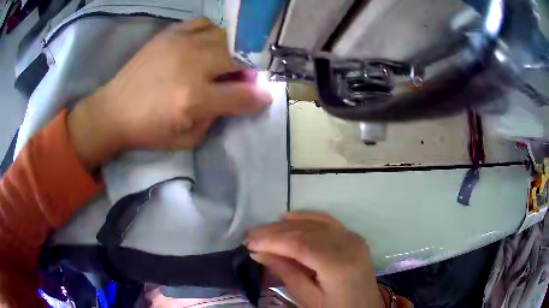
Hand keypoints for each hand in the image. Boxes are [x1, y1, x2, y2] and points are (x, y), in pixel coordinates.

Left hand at [68, 18, 271, 169]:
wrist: (113, 110)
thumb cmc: (147, 131)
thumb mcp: (186, 139)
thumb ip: (215, 118)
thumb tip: (233, 98)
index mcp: (193, 99)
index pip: (241, 95)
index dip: (259, 97)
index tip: (265, 96)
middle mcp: (191, 66)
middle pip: (237, 58)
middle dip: (247, 70)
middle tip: (240, 79)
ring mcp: (180, 44)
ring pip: (224, 37)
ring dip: (232, 51)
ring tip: (224, 61)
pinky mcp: (169, 34)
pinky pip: (204, 23)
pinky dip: (213, 33)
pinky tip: (208, 44)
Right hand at [247, 212, 383, 307]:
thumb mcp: (308, 298)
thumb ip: (286, 273)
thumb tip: (259, 252)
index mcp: (339, 266)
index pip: (301, 245)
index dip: (273, 241)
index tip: (250, 242)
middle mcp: (349, 246)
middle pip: (307, 231)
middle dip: (276, 232)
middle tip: (251, 235)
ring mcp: (354, 239)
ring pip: (316, 223)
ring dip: (287, 225)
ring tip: (264, 229)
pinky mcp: (354, 238)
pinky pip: (328, 222)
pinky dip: (307, 217)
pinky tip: (289, 217)